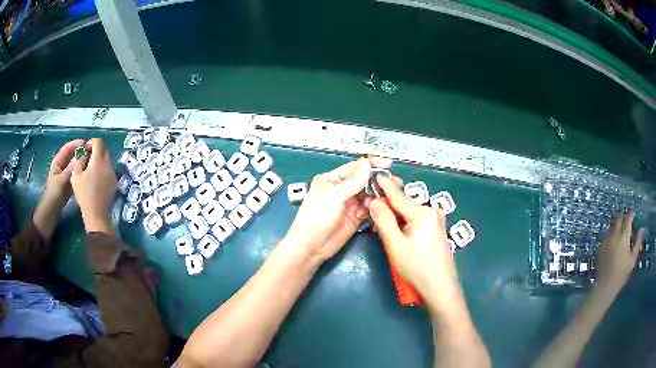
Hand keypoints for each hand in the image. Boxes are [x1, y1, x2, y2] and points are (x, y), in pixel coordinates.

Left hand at [33, 139, 85, 238]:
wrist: (51, 212)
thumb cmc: (54, 195)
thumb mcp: (61, 181)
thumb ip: (70, 169)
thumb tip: (80, 157)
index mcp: (58, 162)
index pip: (67, 148)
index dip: (76, 144)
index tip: (86, 143)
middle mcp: (62, 166)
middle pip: (72, 155)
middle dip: (80, 152)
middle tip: (91, 152)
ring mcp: (66, 175)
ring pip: (75, 164)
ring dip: (82, 162)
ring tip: (92, 161)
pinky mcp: (69, 183)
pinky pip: (76, 174)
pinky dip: (81, 171)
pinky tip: (88, 172)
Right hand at [71, 138, 117, 235]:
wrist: (97, 214)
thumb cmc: (84, 194)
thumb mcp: (75, 177)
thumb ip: (78, 162)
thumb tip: (81, 156)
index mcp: (98, 160)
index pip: (98, 142)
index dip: (92, 142)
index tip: (86, 148)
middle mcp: (108, 164)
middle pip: (105, 149)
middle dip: (97, 149)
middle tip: (88, 156)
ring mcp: (113, 173)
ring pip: (108, 159)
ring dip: (101, 159)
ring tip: (92, 167)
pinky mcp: (115, 182)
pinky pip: (109, 169)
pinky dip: (104, 168)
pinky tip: (97, 177)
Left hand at [284, 157, 390, 262]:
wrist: (312, 246)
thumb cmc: (317, 217)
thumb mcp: (335, 195)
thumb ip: (353, 181)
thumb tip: (367, 163)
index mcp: (332, 180)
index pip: (355, 168)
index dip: (371, 165)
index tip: (388, 164)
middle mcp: (342, 190)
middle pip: (364, 181)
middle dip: (378, 181)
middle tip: (394, 182)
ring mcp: (349, 204)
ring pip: (369, 195)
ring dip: (378, 196)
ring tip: (386, 198)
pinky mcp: (355, 218)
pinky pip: (369, 209)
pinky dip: (374, 208)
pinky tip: (377, 210)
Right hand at [368, 175, 459, 306]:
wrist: (440, 288)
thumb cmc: (417, 267)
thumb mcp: (395, 244)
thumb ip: (383, 220)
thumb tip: (374, 201)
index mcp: (422, 212)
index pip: (398, 196)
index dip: (384, 186)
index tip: (375, 174)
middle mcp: (432, 211)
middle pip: (403, 206)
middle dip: (387, 209)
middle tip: (372, 217)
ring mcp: (437, 221)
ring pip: (409, 215)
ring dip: (395, 220)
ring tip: (382, 232)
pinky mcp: (437, 231)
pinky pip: (417, 222)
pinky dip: (405, 225)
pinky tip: (398, 236)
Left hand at [594, 212, 643, 297]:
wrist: (605, 286)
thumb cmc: (621, 275)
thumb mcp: (632, 259)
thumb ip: (638, 243)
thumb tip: (641, 229)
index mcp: (623, 237)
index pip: (628, 218)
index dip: (631, 214)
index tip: (634, 215)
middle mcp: (614, 235)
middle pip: (618, 219)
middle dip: (623, 218)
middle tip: (627, 223)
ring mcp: (606, 240)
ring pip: (612, 226)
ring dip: (617, 225)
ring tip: (621, 232)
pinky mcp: (600, 247)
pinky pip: (606, 235)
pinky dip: (611, 234)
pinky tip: (613, 242)